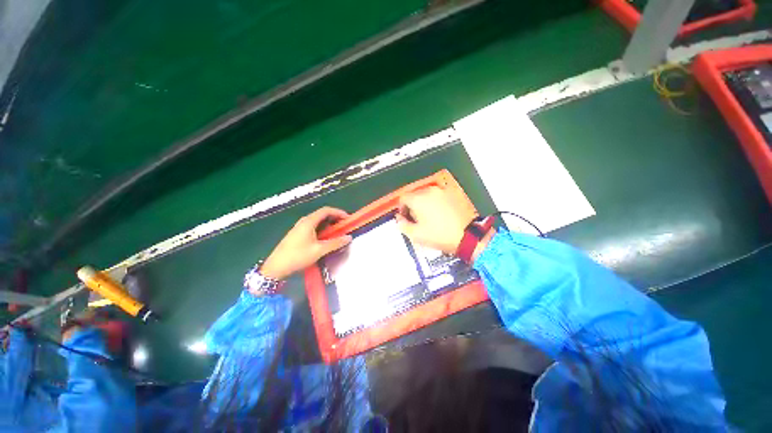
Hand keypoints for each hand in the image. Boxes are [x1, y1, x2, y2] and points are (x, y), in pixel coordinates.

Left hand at [261, 207, 351, 279]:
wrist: (276, 267)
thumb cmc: (298, 256)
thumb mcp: (319, 250)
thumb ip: (335, 243)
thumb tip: (349, 237)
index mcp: (309, 221)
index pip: (326, 210)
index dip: (338, 212)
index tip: (348, 219)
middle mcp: (304, 221)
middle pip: (322, 214)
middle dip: (335, 218)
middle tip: (344, 226)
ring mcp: (299, 227)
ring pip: (317, 221)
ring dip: (329, 224)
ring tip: (337, 232)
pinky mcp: (297, 234)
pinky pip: (313, 227)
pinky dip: (322, 229)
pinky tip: (325, 238)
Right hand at [395, 186, 476, 254]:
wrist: (467, 236)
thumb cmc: (439, 235)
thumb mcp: (416, 235)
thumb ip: (402, 225)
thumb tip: (399, 218)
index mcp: (418, 199)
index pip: (403, 198)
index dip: (401, 208)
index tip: (405, 217)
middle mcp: (430, 191)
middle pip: (415, 195)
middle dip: (413, 205)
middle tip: (417, 219)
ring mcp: (443, 191)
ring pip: (427, 194)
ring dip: (424, 203)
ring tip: (430, 216)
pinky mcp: (454, 193)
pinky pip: (439, 195)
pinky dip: (436, 202)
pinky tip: (441, 213)